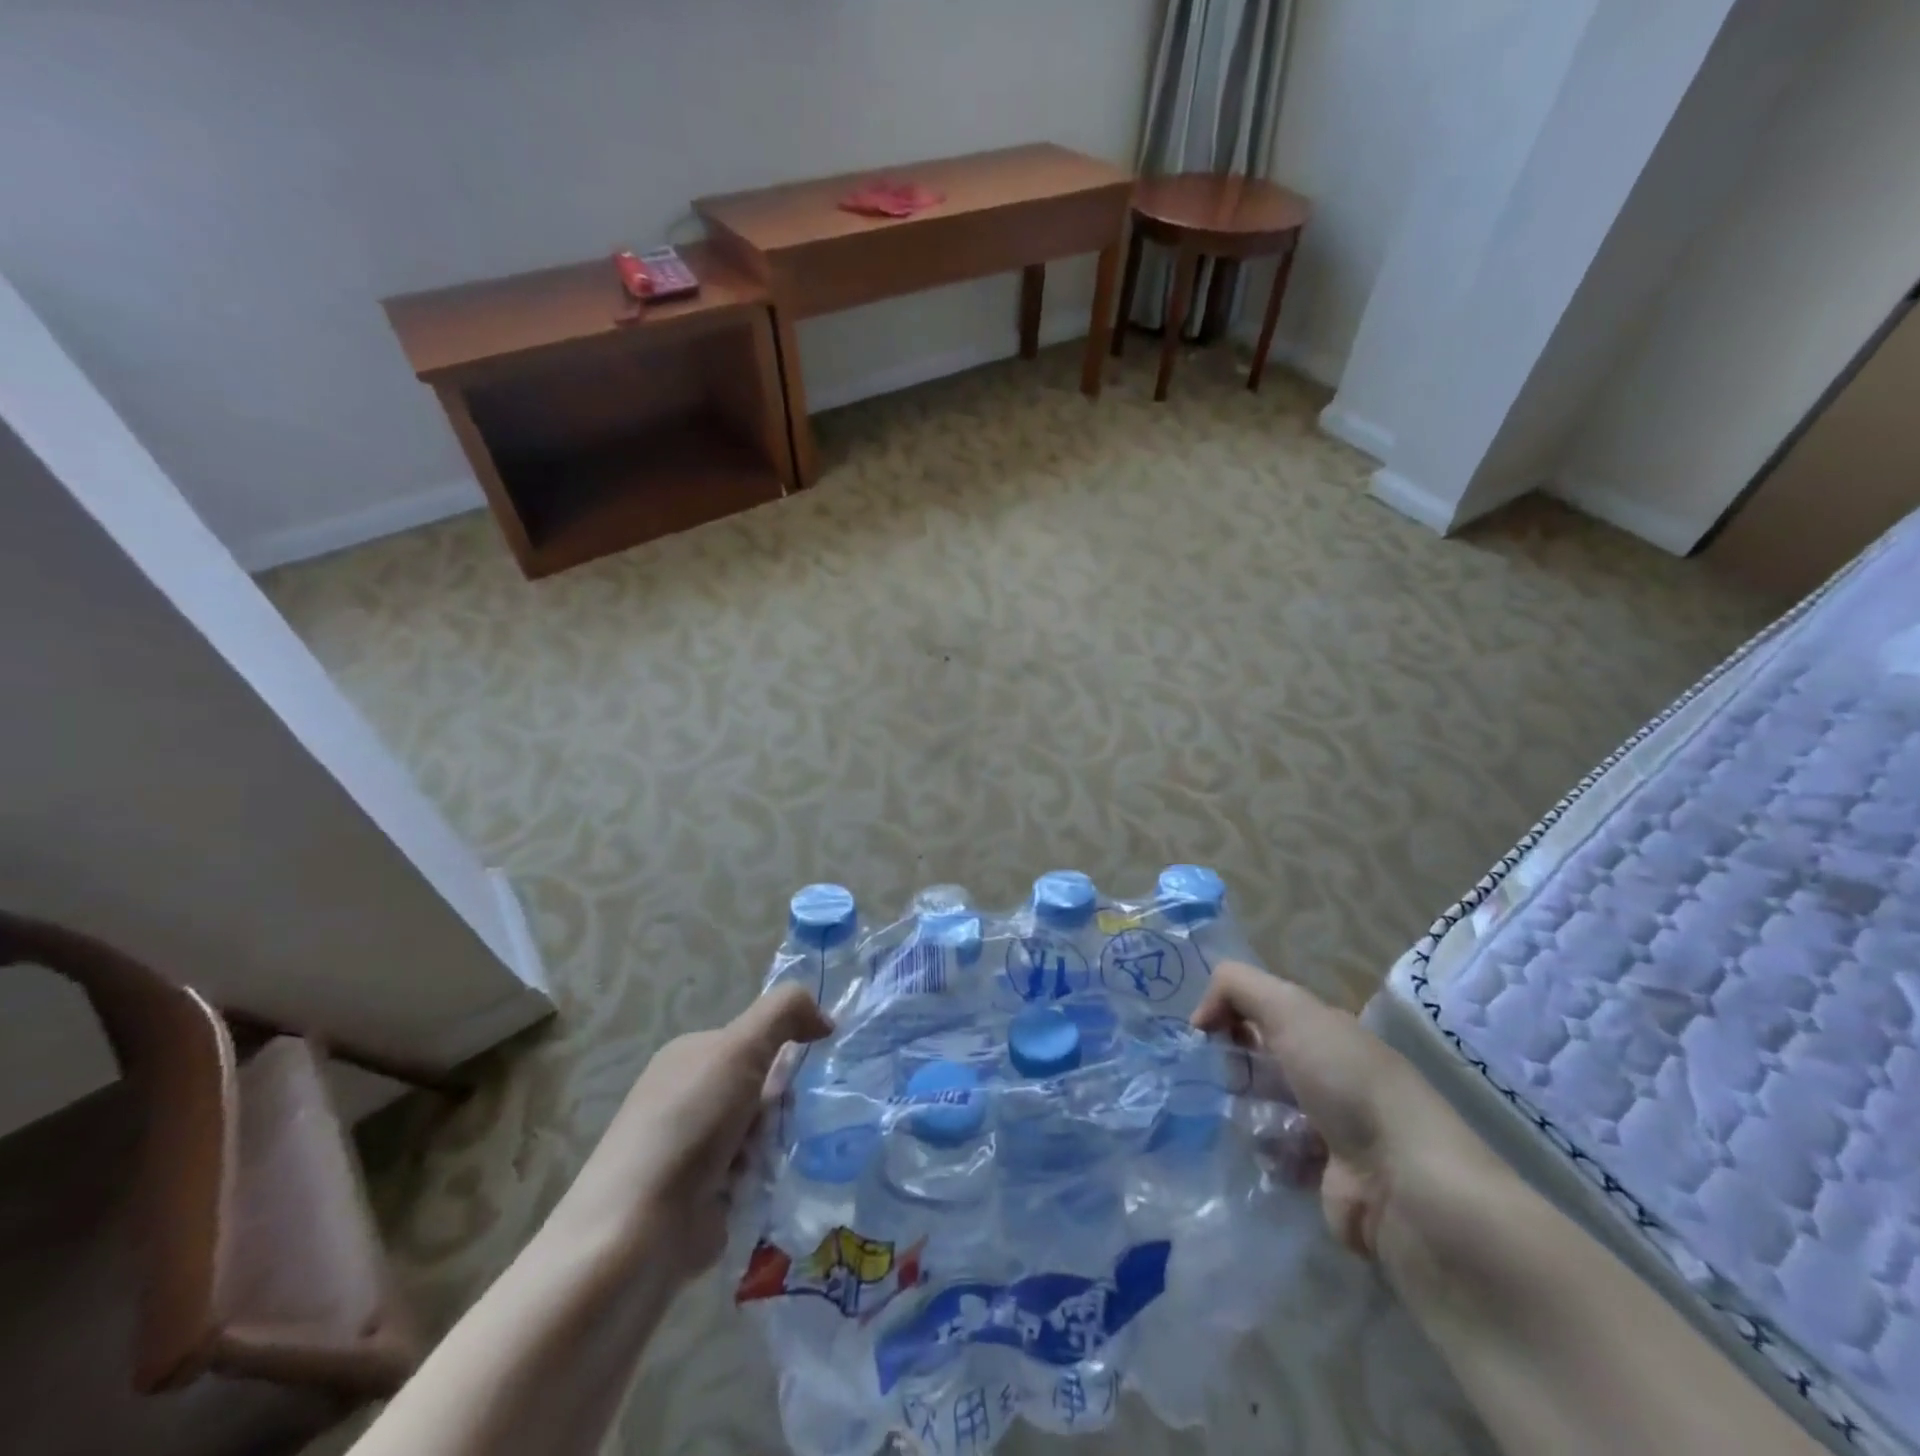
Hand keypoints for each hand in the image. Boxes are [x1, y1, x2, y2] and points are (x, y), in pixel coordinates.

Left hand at [547, 984, 832, 1275]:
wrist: (638, 1231)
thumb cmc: (689, 1125)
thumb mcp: (740, 1048)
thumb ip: (785, 1012)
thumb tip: (824, 1019)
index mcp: (690, 1055)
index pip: (755, 1040)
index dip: (782, 1052)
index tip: (798, 1074)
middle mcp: (689, 1096)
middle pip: (762, 1088)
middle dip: (778, 1107)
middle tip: (778, 1125)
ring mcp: (693, 1149)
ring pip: (762, 1133)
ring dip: (774, 1146)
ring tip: (768, 1164)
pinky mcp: (703, 1196)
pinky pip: (754, 1175)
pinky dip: (763, 1180)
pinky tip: (762, 1190)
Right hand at [1193, 961, 1484, 1264]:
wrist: (1405, 1184)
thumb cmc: (1347, 1083)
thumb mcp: (1290, 1009)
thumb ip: (1236, 988)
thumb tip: (1199, 1018)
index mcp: (1325, 1031)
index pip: (1264, 1010)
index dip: (1230, 1014)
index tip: (1206, 1032)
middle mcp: (1328, 1073)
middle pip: (1260, 1059)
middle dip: (1233, 1065)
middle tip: (1221, 1078)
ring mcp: (1328, 1127)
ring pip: (1262, 1107)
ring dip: (1244, 1111)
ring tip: (1242, 1120)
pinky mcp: (1323, 1177)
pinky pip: (1275, 1157)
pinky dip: (1264, 1155)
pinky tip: (1265, 1157)